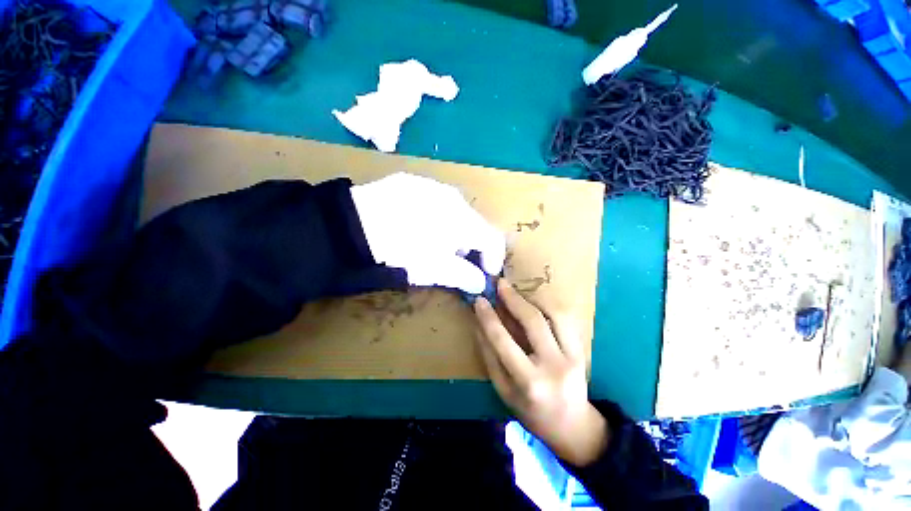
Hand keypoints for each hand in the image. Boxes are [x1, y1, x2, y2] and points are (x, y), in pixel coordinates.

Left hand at [351, 173, 505, 293]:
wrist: (350, 227)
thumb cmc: (400, 252)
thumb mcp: (435, 270)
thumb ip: (465, 277)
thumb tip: (480, 283)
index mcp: (463, 219)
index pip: (493, 238)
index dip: (494, 259)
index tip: (485, 276)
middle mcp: (452, 197)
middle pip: (474, 225)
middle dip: (470, 247)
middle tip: (453, 262)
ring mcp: (431, 185)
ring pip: (454, 212)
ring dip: (452, 232)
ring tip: (430, 245)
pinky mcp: (410, 182)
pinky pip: (433, 201)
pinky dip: (434, 218)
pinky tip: (414, 227)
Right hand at [474, 279, 608, 466]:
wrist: (573, 426)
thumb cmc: (530, 411)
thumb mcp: (503, 390)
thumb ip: (490, 355)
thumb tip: (479, 324)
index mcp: (529, 381)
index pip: (503, 341)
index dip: (489, 317)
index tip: (479, 300)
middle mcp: (554, 366)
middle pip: (533, 321)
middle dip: (513, 298)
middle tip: (500, 283)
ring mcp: (573, 357)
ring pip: (555, 314)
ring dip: (533, 298)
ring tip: (518, 293)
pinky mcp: (582, 350)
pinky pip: (566, 319)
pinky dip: (549, 306)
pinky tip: (535, 303)